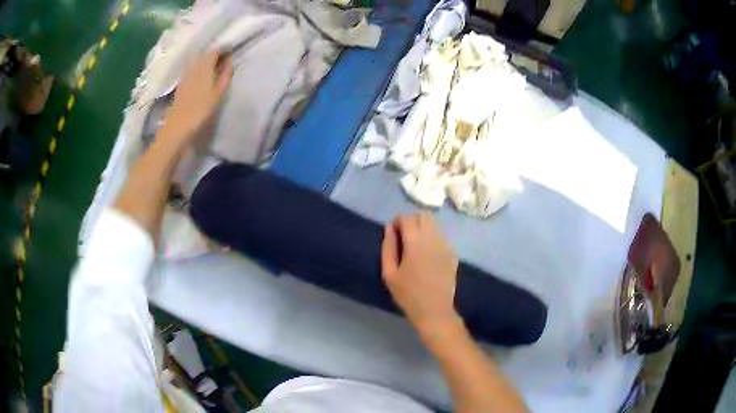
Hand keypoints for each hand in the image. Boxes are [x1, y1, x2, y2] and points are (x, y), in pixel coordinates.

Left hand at [159, 52, 232, 145]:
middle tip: (225, 58)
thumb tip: (230, 58)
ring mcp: (186, 73)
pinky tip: (202, 74)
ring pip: (198, 60)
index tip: (232, 50)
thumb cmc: (201, 109)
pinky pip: (192, 68)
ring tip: (215, 65)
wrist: (178, 125)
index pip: (216, 49)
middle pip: (205, 53)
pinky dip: (199, 67)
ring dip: (206, 60)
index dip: (224, 48)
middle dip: (215, 53)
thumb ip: (225, 73)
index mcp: (205, 65)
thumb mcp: (219, 92)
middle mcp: (194, 65)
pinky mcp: (181, 82)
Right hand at [381, 212, 460, 334]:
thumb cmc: (408, 294)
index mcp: (416, 242)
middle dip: (411, 220)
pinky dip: (432, 238)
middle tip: (403, 237)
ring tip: (414, 245)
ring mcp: (445, 245)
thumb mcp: (389, 273)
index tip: (392, 234)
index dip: (397, 221)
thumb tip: (389, 228)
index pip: (407, 217)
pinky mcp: (452, 253)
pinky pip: (441, 236)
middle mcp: (433, 238)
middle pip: (423, 215)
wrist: (434, 311)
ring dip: (422, 227)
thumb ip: (388, 247)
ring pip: (434, 224)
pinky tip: (426, 255)